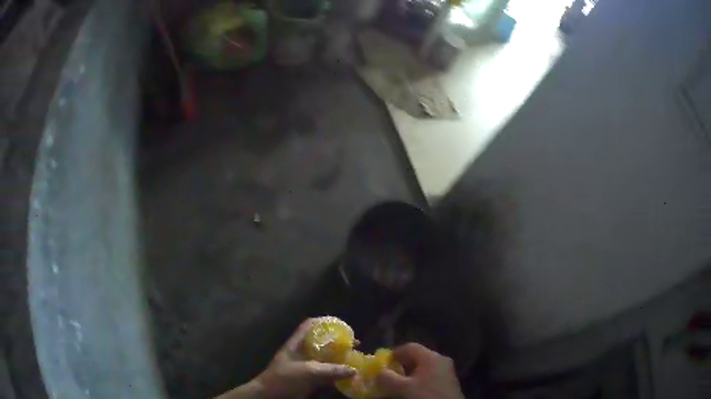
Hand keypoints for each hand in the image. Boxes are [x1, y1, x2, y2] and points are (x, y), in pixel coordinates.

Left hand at [216, 319, 355, 398]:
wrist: (270, 396)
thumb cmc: (284, 378)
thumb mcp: (308, 372)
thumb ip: (331, 370)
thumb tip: (354, 370)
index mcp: (296, 344)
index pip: (309, 325)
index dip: (324, 322)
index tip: (341, 325)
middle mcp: (301, 352)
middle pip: (320, 342)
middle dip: (337, 342)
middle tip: (354, 344)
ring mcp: (304, 366)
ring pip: (324, 359)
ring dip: (338, 359)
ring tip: (355, 359)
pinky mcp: (308, 380)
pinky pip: (325, 374)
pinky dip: (336, 374)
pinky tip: (348, 376)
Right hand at [376, 343, 463, 398]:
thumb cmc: (425, 396)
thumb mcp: (402, 388)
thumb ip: (387, 378)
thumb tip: (379, 371)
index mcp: (431, 357)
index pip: (409, 347)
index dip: (393, 354)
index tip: (381, 365)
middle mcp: (441, 360)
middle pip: (416, 358)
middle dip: (400, 366)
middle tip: (387, 376)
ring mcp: (447, 372)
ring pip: (423, 369)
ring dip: (408, 376)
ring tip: (397, 386)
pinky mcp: (448, 383)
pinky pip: (430, 377)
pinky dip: (418, 382)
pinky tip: (412, 392)